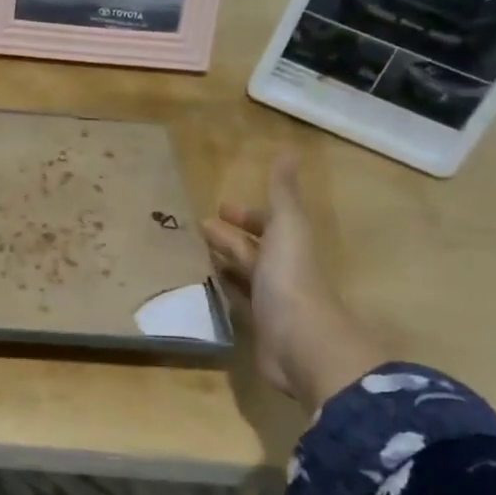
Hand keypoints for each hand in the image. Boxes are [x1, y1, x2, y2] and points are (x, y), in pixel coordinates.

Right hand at [201, 152, 382, 411]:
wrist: (301, 343)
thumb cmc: (291, 278)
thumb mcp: (287, 227)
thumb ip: (283, 193)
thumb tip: (289, 151)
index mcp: (290, 245)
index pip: (267, 224)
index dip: (246, 216)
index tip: (218, 209)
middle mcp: (282, 270)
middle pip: (253, 249)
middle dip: (229, 237)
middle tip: (198, 229)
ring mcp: (271, 300)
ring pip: (244, 274)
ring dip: (224, 263)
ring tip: (194, 254)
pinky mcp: (259, 327)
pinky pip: (238, 302)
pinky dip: (224, 291)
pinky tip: (205, 288)